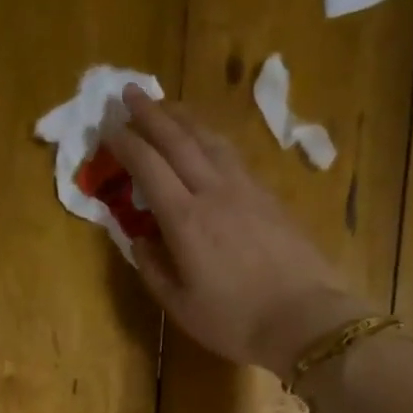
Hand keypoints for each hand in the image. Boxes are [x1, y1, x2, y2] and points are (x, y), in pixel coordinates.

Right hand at [104, 87, 376, 374]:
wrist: (304, 318)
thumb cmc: (235, 321)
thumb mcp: (181, 307)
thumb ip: (154, 270)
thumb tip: (139, 240)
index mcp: (185, 220)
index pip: (148, 167)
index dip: (126, 144)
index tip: (109, 127)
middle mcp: (213, 192)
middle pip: (178, 140)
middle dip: (151, 113)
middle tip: (130, 91)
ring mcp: (246, 190)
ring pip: (210, 140)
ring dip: (184, 118)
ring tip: (168, 107)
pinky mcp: (270, 196)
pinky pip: (233, 155)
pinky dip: (212, 139)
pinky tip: (209, 141)